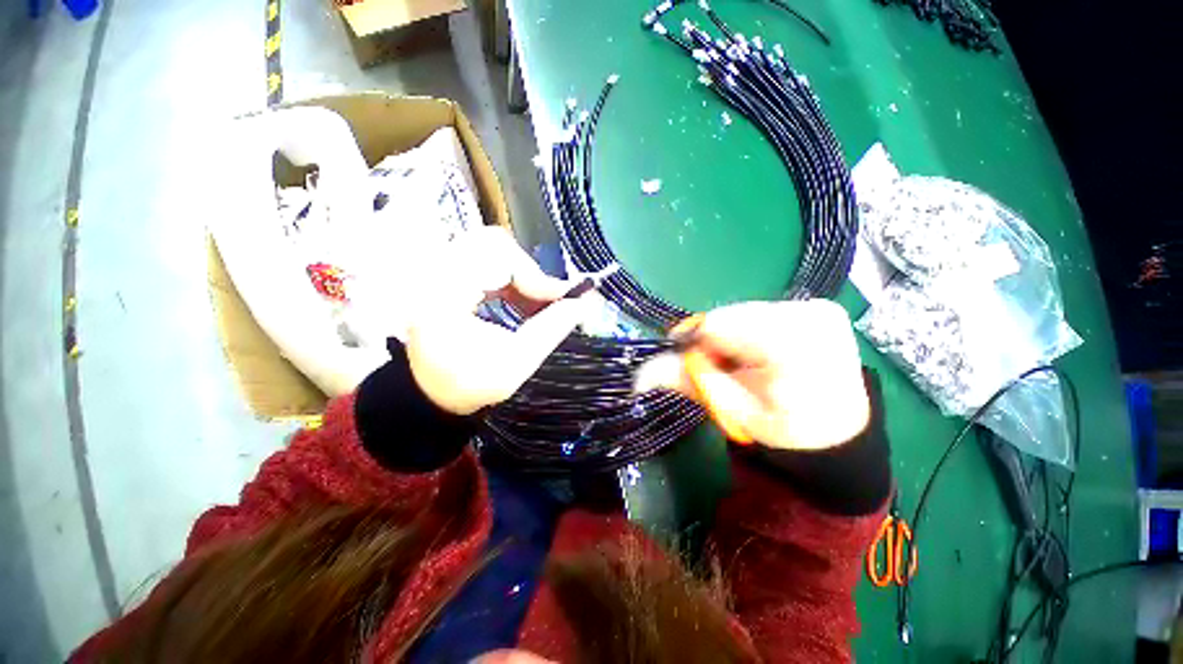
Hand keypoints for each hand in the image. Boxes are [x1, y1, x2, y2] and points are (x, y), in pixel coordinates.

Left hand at [403, 226, 599, 414]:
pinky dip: (510, 278)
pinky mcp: (446, 275)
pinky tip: (521, 301)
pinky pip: (485, 261)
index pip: (495, 255)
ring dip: (521, 275)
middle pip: (493, 244)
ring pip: (491, 250)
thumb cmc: (467, 385)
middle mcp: (433, 272)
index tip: (560, 301)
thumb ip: (551, 329)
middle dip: (529, 272)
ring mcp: (437, 271)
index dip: (534, 275)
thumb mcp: (514, 364)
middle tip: (549, 300)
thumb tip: (584, 303)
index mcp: (442, 293)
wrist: (429, 392)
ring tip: (537, 303)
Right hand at [634, 300, 869, 450]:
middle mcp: (810, 315)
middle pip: (732, 317)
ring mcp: (819, 308)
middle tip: (720, 370)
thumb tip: (639, 375)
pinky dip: (752, 332)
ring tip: (744, 364)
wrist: (839, 434)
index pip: (718, 325)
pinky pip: (763, 313)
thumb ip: (687, 381)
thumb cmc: (786, 431)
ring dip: (733, 337)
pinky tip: (762, 354)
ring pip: (745, 313)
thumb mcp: (731, 410)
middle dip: (716, 342)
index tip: (688, 363)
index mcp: (791, 344)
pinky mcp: (821, 307)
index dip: (694, 343)